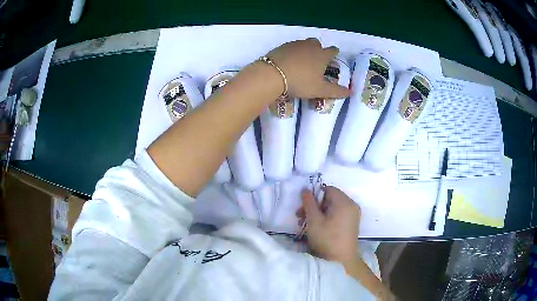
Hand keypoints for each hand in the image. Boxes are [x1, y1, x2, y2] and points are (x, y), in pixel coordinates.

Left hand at [266, 38, 349, 99]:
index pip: (333, 50)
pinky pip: (291, 46)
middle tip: (316, 60)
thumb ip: (336, 91)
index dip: (334, 54)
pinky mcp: (282, 46)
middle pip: (317, 43)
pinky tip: (289, 61)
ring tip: (302, 61)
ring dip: (306, 49)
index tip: (333, 58)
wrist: (273, 75)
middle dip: (319, 49)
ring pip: (304, 43)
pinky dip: (293, 52)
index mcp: (322, 55)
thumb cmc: (300, 82)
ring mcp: (295, 44)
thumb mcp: (320, 90)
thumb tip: (350, 92)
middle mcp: (310, 46)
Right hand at [296, 186, 360, 263]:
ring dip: (318, 213)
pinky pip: (338, 214)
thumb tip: (305, 189)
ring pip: (333, 207)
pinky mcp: (352, 223)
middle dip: (314, 205)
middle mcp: (352, 205)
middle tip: (300, 216)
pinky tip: (317, 228)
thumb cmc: (327, 239)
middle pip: (330, 198)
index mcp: (344, 202)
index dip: (314, 195)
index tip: (303, 207)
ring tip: (305, 224)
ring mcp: (353, 215)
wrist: (341, 261)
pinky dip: (327, 218)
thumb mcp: (314, 220)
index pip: (327, 189)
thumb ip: (309, 203)